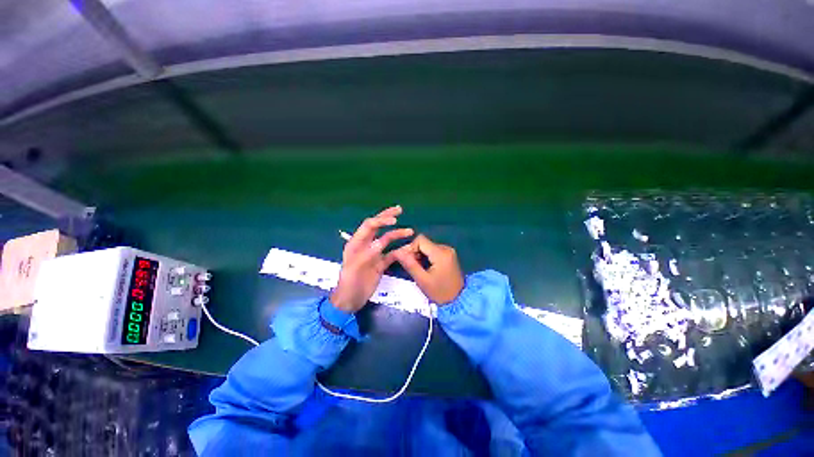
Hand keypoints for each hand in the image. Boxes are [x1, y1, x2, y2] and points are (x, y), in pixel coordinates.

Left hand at [330, 206, 413, 312]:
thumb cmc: (349, 284)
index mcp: (356, 243)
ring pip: (387, 239)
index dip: (381, 220)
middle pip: (377, 227)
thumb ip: (367, 254)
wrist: (351, 300)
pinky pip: (392, 254)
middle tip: (399, 209)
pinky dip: (400, 251)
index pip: (369, 226)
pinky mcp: (380, 263)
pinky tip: (409, 248)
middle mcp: (366, 245)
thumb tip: (380, 242)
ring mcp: (374, 254)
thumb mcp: (355, 269)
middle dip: (387, 217)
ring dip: (398, 234)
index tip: (394, 220)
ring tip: (410, 231)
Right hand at [393, 234, 463, 304]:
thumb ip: (410, 264)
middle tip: (412, 267)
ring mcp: (449, 251)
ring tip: (419, 269)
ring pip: (428, 246)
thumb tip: (397, 252)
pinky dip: (427, 257)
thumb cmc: (439, 292)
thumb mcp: (422, 280)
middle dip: (415, 252)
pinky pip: (434, 250)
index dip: (411, 248)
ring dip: (420, 255)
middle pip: (424, 242)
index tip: (408, 261)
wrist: (458, 300)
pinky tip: (426, 268)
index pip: (420, 240)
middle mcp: (446, 248)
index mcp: (440, 253)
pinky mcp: (449, 255)